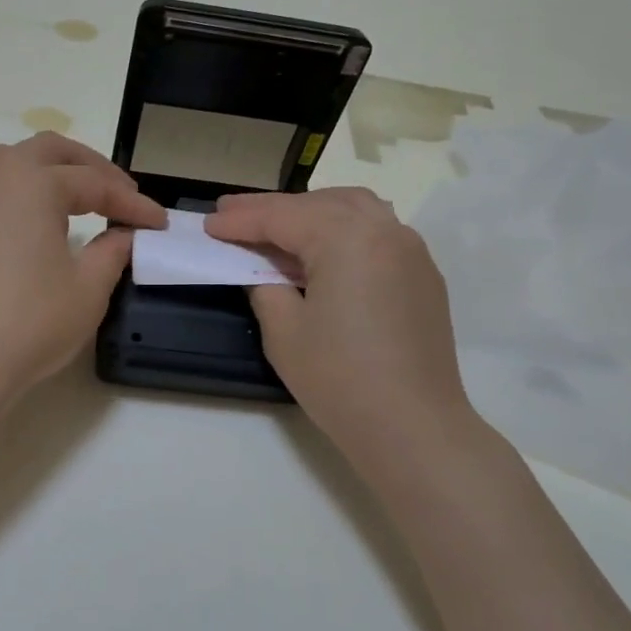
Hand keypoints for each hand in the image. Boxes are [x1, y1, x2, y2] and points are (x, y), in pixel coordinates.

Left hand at [0, 133, 166, 404]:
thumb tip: (122, 235)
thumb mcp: (88, 290)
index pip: (95, 184)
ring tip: (58, 193)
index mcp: (33, 182)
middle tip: (118, 196)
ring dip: (37, 167)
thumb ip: (112, 251)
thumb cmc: (28, 323)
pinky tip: (8, 218)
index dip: (132, 204)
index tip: (158, 222)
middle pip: (48, 152)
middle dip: (89, 168)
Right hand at [205, 188, 479, 471]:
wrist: (412, 427)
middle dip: (274, 208)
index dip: (241, 220)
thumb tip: (262, 270)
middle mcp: (384, 230)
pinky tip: (324, 250)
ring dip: (312, 211)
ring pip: (354, 209)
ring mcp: (411, 250)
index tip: (208, 223)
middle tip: (233, 215)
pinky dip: (344, 228)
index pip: (282, 217)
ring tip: (278, 225)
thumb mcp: (284, 332)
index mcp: (347, 238)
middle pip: (318, 204)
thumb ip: (265, 286)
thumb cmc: (340, 379)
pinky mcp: (423, 274)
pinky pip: (378, 231)